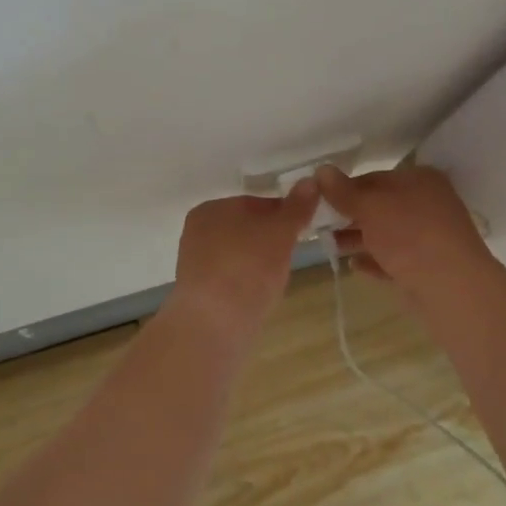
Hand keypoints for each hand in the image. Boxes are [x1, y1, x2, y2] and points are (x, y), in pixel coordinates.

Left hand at [172, 179, 318, 334]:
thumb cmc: (248, 268)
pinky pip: (230, 277)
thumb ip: (296, 207)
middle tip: (291, 257)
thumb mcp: (280, 233)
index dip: (283, 215)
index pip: (256, 203)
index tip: (303, 230)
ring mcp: (195, 262)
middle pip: (247, 228)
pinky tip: (258, 295)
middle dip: (270, 240)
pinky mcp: (198, 291)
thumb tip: (310, 181)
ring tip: (276, 280)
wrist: (214, 324)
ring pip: (239, 254)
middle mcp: (197, 230)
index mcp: (212, 207)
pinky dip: (246, 282)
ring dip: (259, 262)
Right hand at [315, 163, 499, 295]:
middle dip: (349, 215)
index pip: (374, 178)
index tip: (318, 199)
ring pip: (386, 235)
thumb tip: (321, 170)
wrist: (451, 289)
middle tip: (318, 224)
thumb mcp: (371, 207)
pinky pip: (394, 260)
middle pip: (380, 206)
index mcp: (420, 180)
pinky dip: (374, 261)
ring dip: (358, 239)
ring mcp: (428, 238)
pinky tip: (353, 265)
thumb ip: (344, 191)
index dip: (345, 188)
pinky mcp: (426, 269)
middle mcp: (427, 205)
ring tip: (330, 246)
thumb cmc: (410, 235)